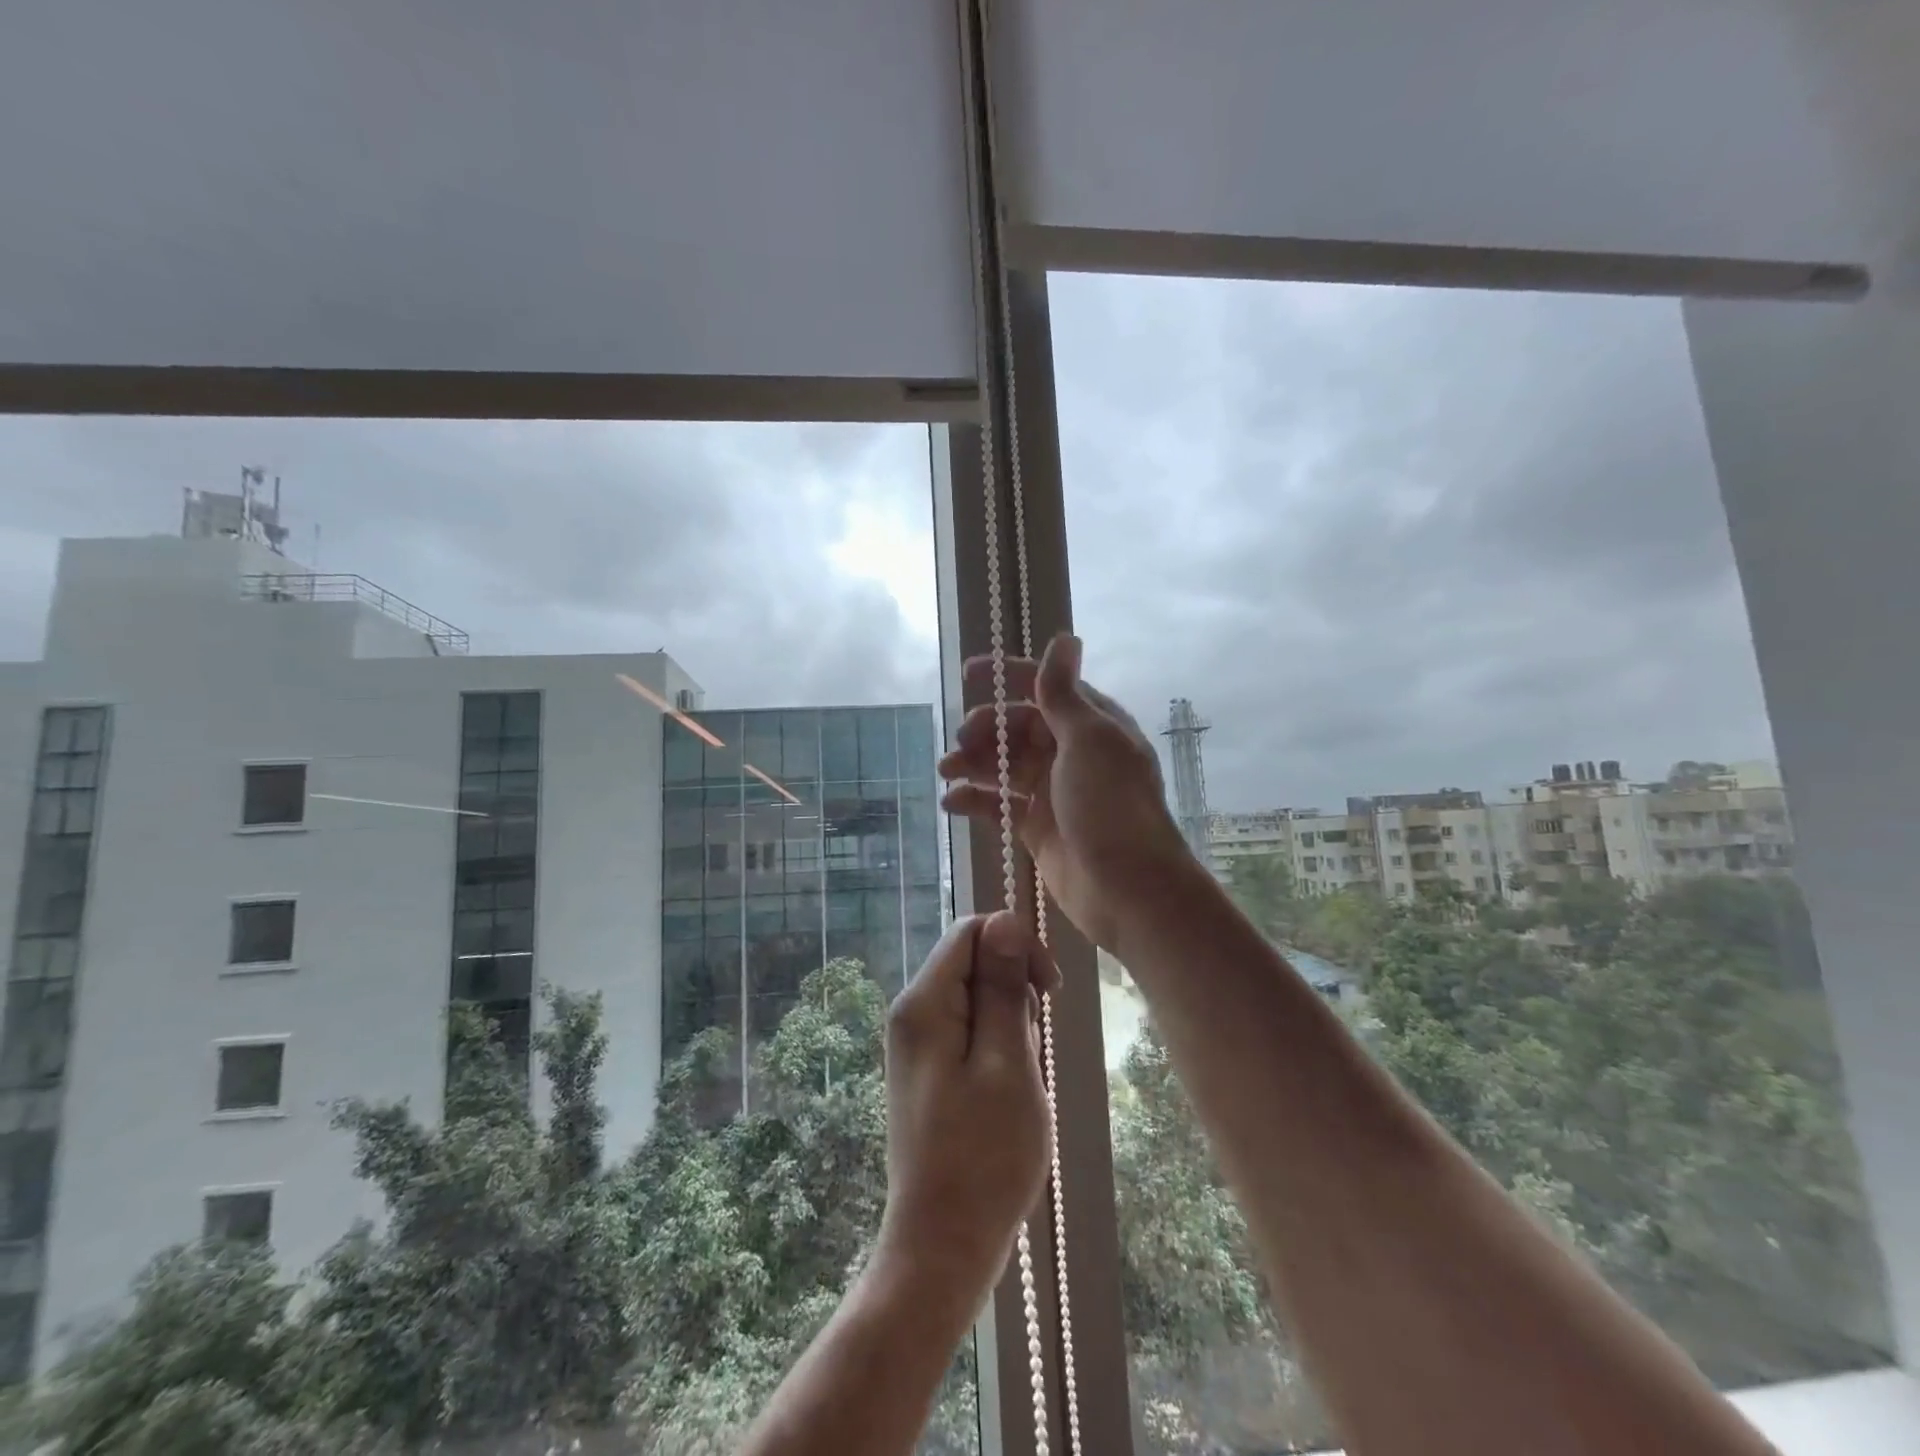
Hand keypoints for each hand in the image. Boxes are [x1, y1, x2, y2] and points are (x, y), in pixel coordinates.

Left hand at [876, 912, 1059, 1310]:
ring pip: (976, 998)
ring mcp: (917, 1043)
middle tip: (1031, 1048)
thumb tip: (1004, 920)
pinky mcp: (928, 1069)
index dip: (1016, 946)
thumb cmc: (984, 1156)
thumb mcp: (1006, 1064)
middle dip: (1014, 990)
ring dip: (1009, 1024)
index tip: (1050, 991)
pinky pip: (969, 1031)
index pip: (972, 931)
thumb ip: (1003, 989)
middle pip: (973, 962)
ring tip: (1019, 1079)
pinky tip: (1007, 1090)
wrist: (943, 1245)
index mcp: (924, 1003)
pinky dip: (997, 1047)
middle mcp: (912, 1013)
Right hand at [939, 634, 1192, 949]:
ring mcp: (1054, 791)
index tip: (968, 675)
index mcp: (1091, 723)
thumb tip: (1064, 637)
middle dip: (985, 728)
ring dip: (974, 763)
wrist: (1129, 890)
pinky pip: (1000, 804)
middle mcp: (1072, 752)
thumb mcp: (1088, 740)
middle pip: (1018, 726)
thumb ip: (1064, 693)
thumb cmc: (1111, 806)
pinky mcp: (1038, 827)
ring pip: (1005, 765)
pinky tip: (952, 803)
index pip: (1044, 687)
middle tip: (960, 741)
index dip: (1007, 676)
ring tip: (946, 771)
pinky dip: (975, 800)